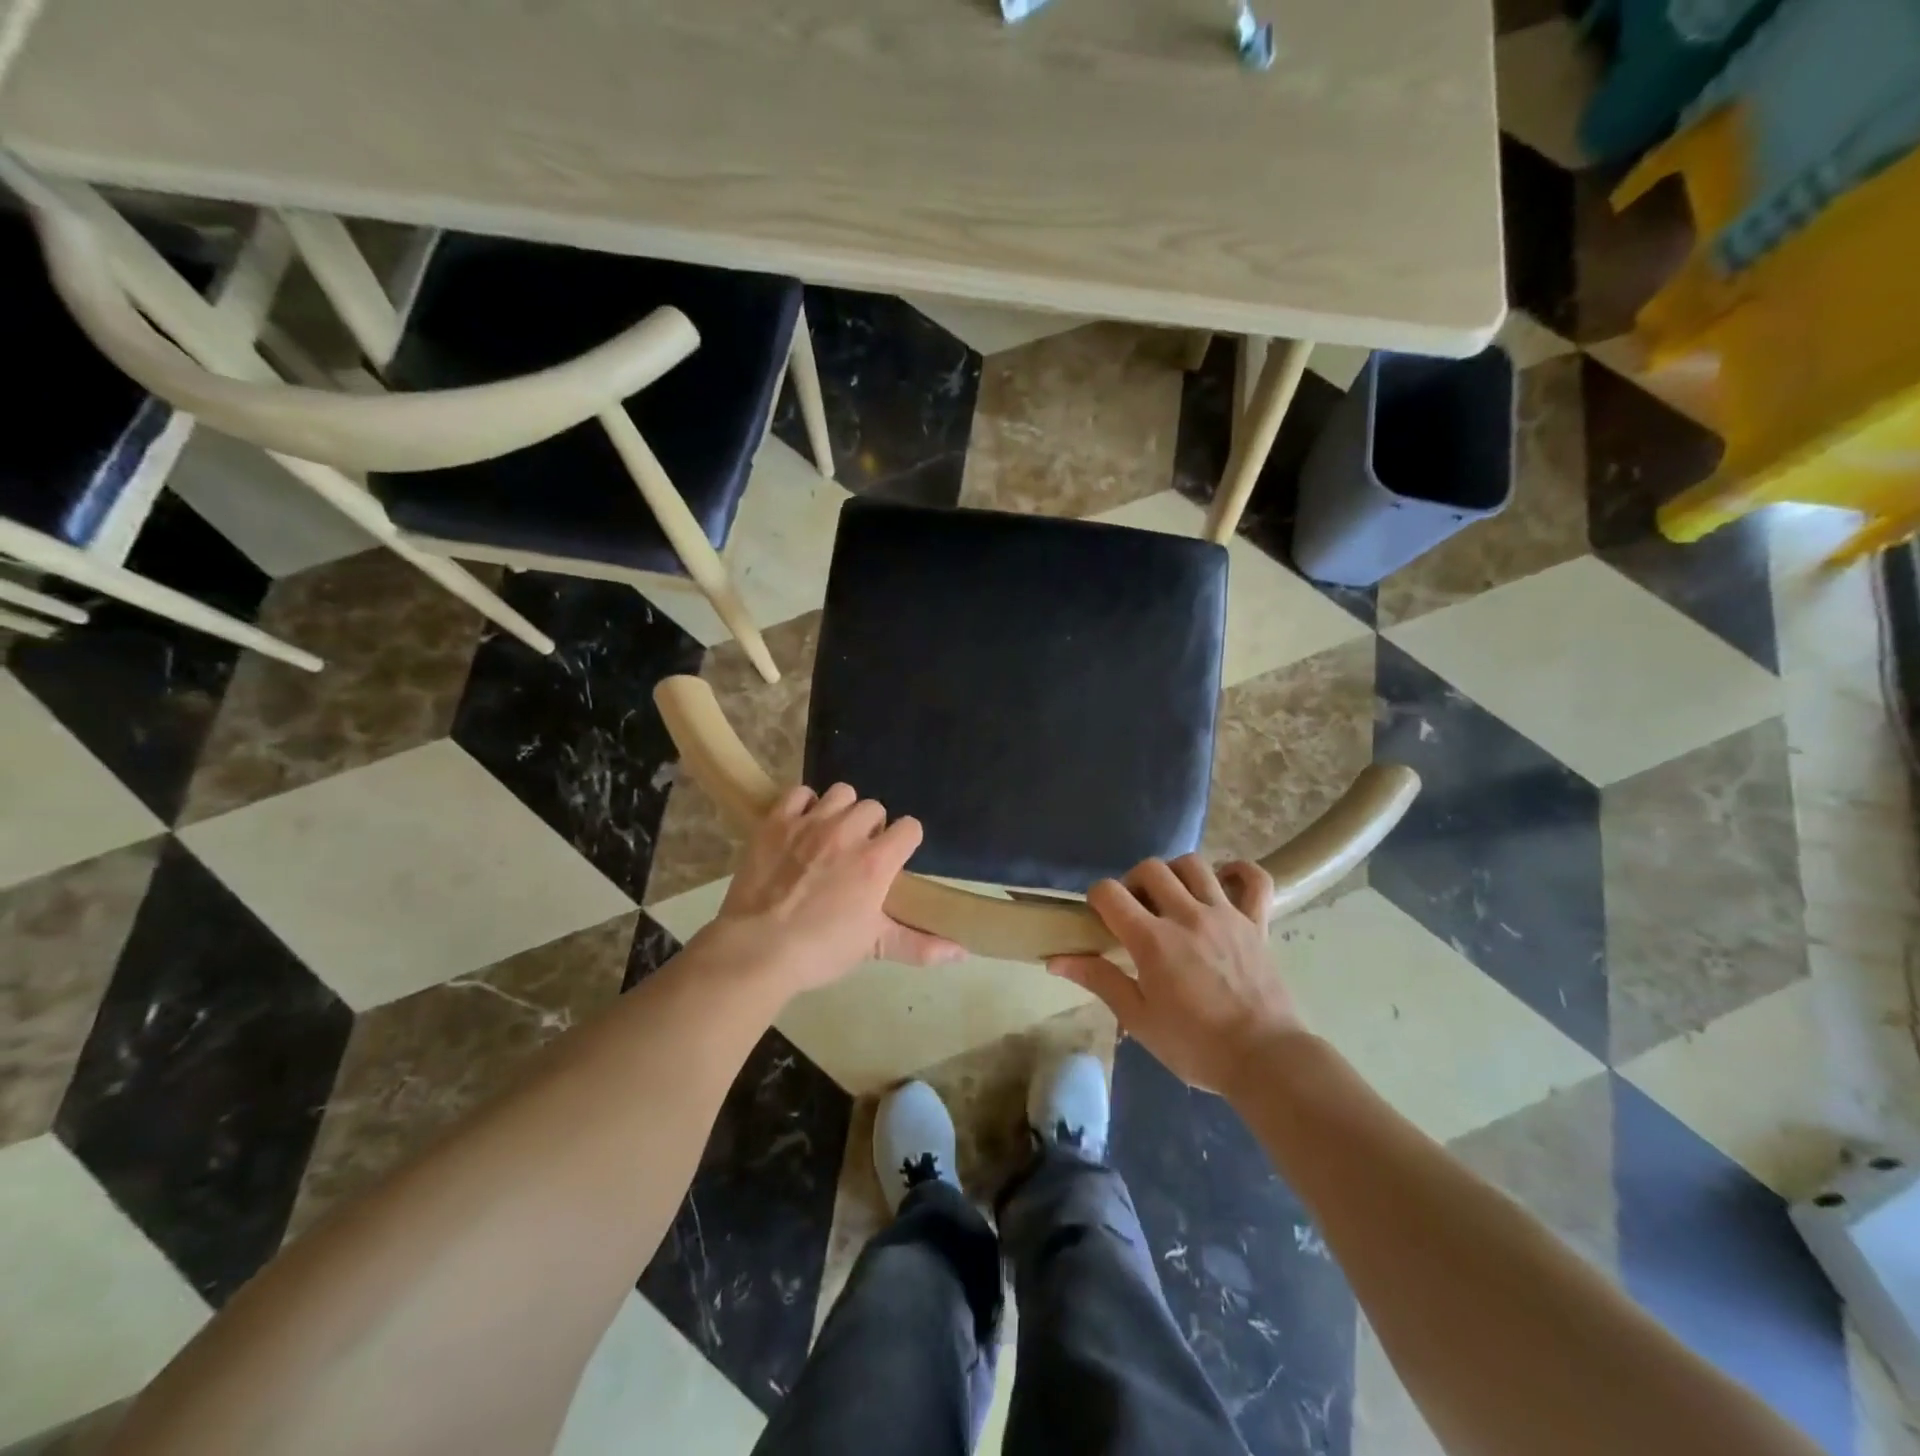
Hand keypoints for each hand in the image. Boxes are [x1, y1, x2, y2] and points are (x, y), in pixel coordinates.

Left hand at [704, 783, 964, 996]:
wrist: (758, 949)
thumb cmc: (821, 950)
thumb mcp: (874, 946)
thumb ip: (919, 945)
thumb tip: (963, 954)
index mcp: (876, 861)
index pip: (910, 827)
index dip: (905, 841)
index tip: (894, 859)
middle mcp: (848, 832)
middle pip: (874, 807)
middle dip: (872, 826)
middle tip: (858, 852)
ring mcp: (810, 823)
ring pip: (841, 793)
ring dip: (841, 810)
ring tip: (831, 834)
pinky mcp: (777, 822)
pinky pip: (799, 793)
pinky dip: (803, 805)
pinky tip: (801, 825)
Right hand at [1048, 855, 1306, 1095]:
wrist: (1265, 1060)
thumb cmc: (1195, 1045)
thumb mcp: (1139, 1019)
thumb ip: (1099, 980)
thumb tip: (1056, 960)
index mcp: (1153, 940)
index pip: (1110, 892)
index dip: (1097, 898)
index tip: (1100, 918)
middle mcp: (1187, 915)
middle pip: (1151, 868)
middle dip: (1133, 882)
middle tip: (1135, 911)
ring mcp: (1226, 914)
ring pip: (1194, 865)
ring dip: (1175, 873)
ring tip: (1172, 898)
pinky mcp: (1257, 922)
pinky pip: (1255, 880)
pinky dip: (1239, 872)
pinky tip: (1223, 882)